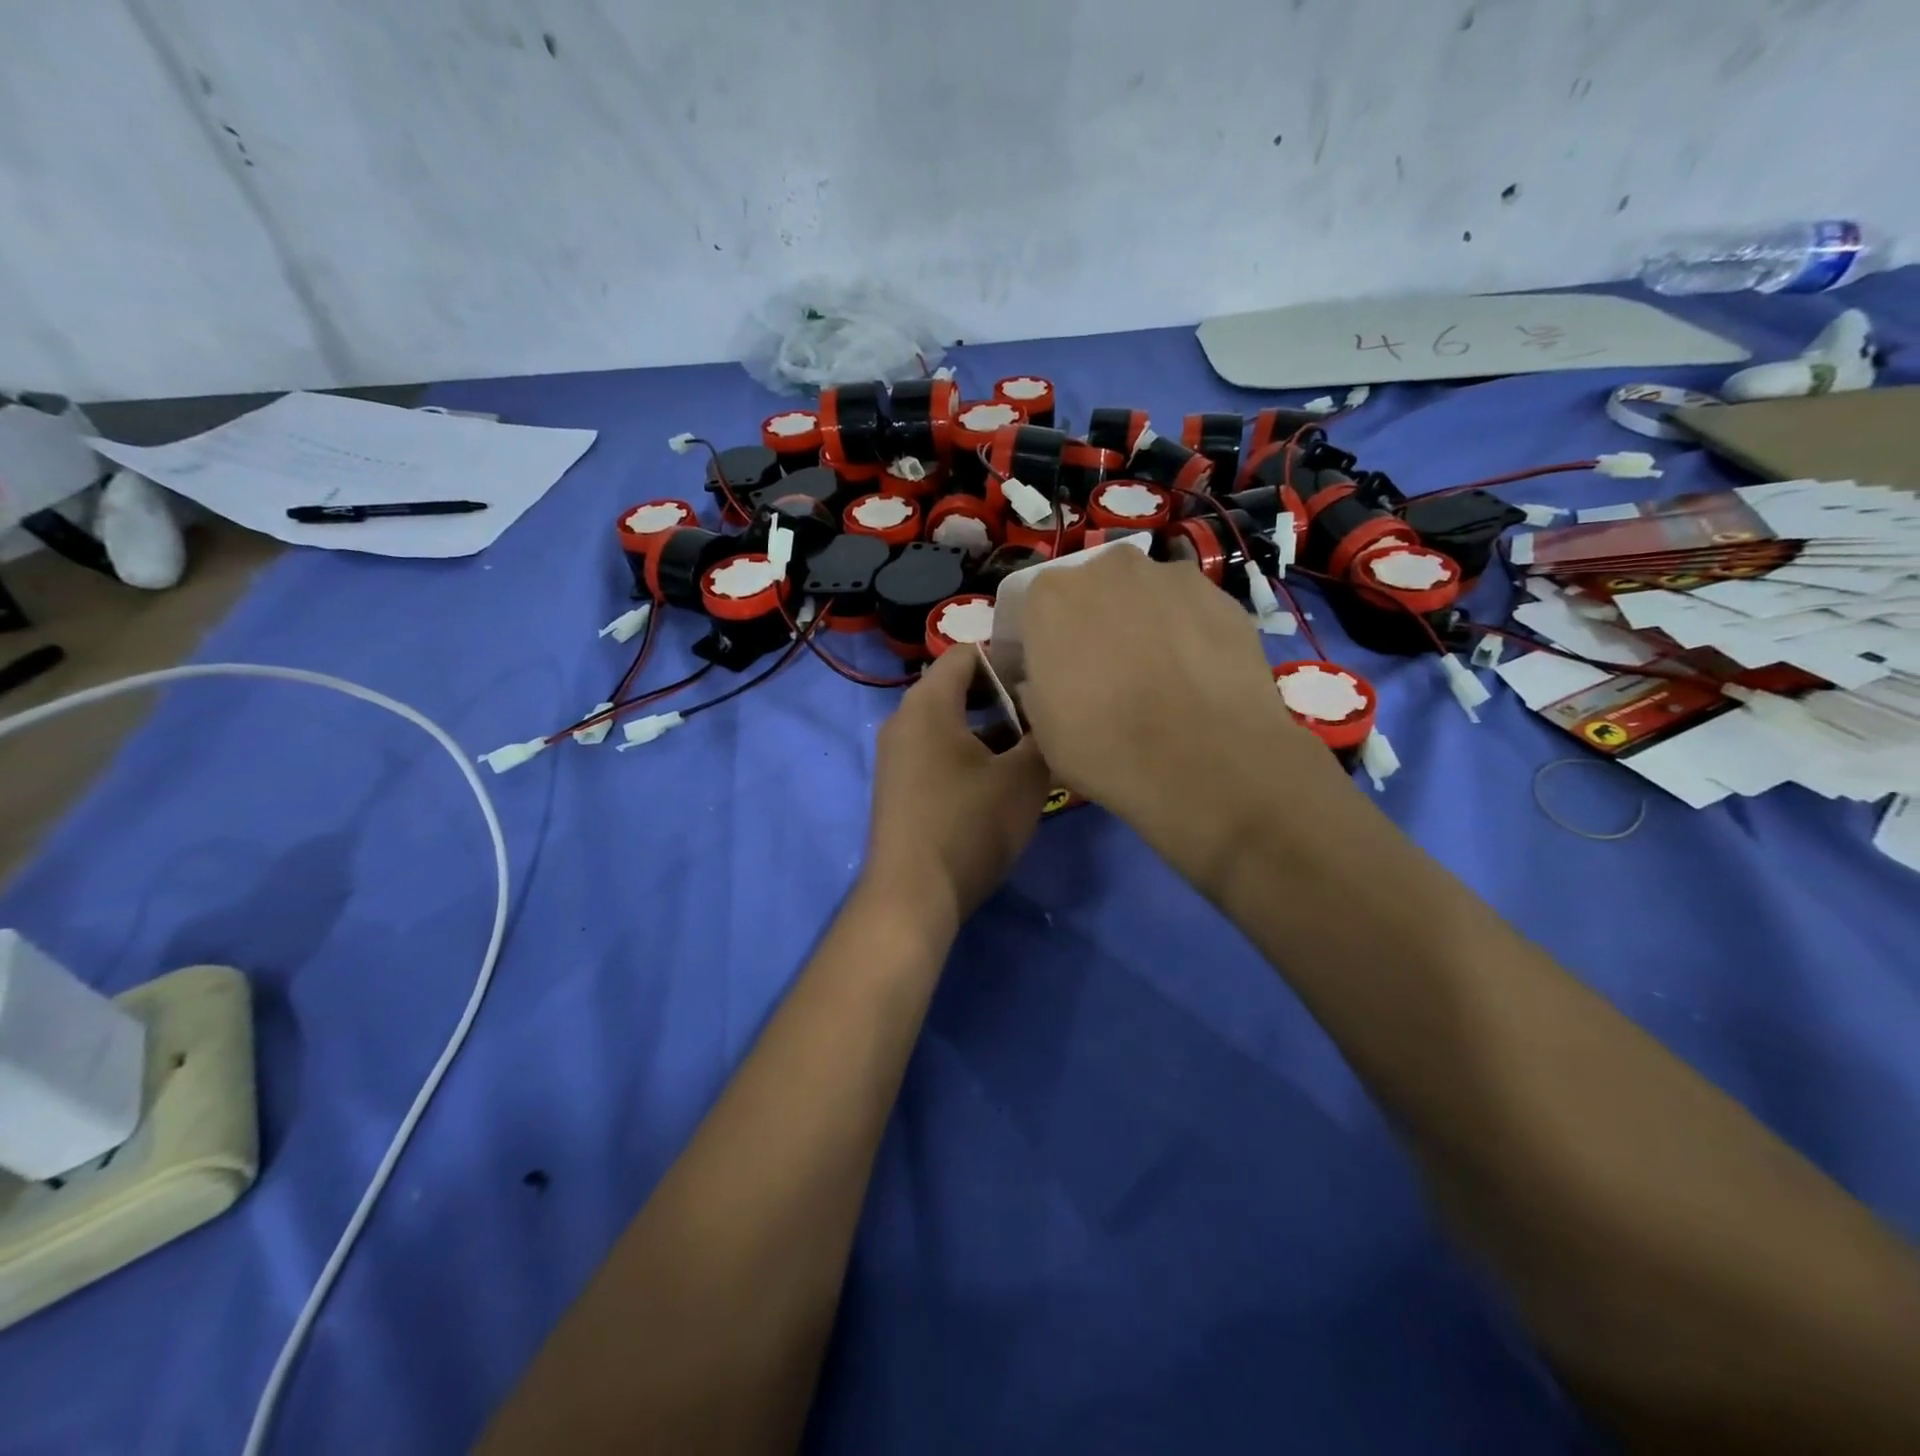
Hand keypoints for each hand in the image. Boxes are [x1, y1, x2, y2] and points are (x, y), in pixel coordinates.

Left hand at [861, 646, 1050, 935]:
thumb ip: (1043, 735)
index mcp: (927, 703)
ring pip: (950, 722)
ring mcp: (897, 754)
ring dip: (991, 727)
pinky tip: (1003, 777)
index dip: (1009, 658)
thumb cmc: (969, 826)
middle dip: (1005, 695)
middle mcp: (904, 719)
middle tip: (1045, 712)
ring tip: (1033, 746)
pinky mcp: (900, 785)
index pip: (967, 653)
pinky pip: (938, 750)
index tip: (1045, 678)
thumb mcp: (1023, 778)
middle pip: (958, 686)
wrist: (912, 896)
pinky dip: (970, 752)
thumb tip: (1051, 712)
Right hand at [1016, 547, 1346, 882]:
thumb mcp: (1043, 730)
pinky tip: (1194, 677)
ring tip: (1157, 677)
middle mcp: (1109, 568)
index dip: (1043, 643)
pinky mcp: (1222, 596)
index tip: (1051, 676)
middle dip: (1094, 624)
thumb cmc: (1106, 748)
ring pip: (1144, 597)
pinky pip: (1189, 611)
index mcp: (1052, 595)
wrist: (1208, 762)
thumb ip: (1037, 688)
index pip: (1036, 609)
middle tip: (1104, 674)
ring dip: (1142, 624)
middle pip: (1092, 592)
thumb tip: (1049, 680)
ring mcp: (1171, 576)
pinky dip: (1186, 633)